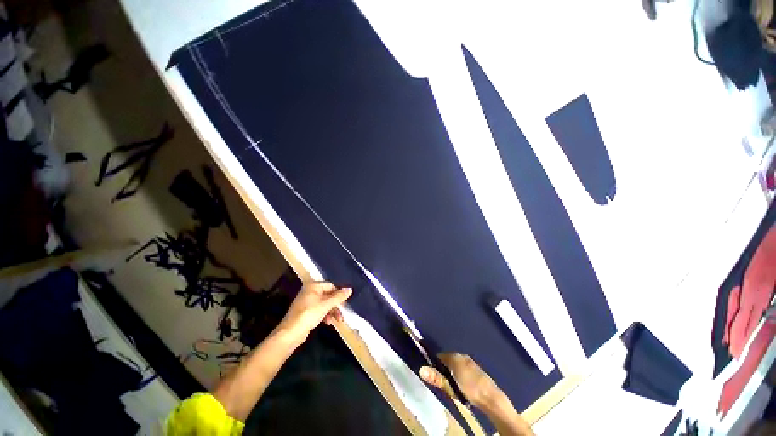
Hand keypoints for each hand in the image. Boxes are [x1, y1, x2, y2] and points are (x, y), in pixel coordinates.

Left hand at [278, 282, 351, 341]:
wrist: (291, 333)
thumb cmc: (309, 314)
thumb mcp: (326, 304)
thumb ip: (339, 297)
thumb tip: (350, 289)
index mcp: (313, 286)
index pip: (331, 286)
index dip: (339, 294)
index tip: (345, 302)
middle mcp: (309, 291)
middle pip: (328, 295)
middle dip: (335, 305)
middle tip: (342, 313)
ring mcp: (307, 301)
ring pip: (325, 303)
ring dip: (332, 311)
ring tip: (337, 320)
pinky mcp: (306, 311)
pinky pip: (319, 310)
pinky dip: (325, 315)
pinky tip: (327, 322)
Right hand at [419, 352, 505, 409]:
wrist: (491, 397)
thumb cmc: (469, 390)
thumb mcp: (450, 386)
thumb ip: (436, 378)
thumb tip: (421, 369)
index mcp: (454, 356)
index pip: (439, 356)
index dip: (434, 365)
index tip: (433, 375)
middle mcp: (461, 355)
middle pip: (447, 359)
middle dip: (443, 369)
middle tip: (442, 382)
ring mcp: (469, 361)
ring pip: (455, 364)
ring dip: (451, 371)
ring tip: (451, 385)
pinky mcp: (475, 367)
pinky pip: (462, 367)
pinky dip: (459, 373)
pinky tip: (461, 384)